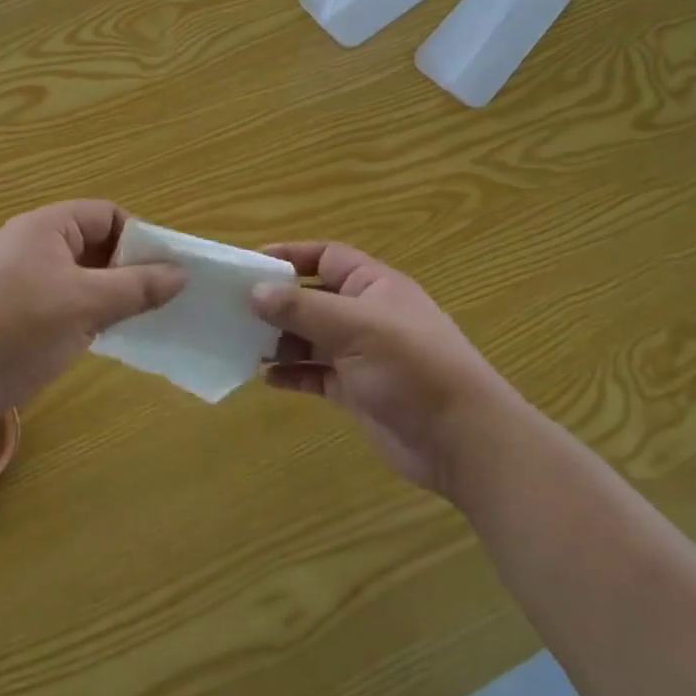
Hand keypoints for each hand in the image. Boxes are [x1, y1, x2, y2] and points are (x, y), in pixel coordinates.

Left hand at [0, 200, 185, 422]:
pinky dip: (86, 312)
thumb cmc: (18, 330)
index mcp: (46, 226)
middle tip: (157, 300)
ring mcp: (20, 279)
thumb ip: (137, 287)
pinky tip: (103, 336)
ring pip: (80, 275)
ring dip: (109, 294)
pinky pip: (63, 299)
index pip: (107, 215)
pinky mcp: (14, 311)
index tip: (164, 273)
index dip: (138, 238)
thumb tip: (182, 273)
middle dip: (127, 268)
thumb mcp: (87, 305)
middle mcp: (32, 244)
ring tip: (138, 320)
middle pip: (94, 243)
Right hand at [251, 242, 516, 494]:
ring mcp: (361, 355)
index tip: (250, 264)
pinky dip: (292, 374)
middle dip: (278, 303)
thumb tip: (254, 291)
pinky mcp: (357, 392)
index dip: (290, 255)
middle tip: (234, 310)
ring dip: (280, 341)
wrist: (461, 440)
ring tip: (243, 345)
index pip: (326, 257)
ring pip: (311, 338)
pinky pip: (316, 374)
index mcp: (374, 286)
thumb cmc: (411, 366)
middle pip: (313, 298)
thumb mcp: (355, 327)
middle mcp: (366, 315)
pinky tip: (266, 378)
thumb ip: (302, 308)